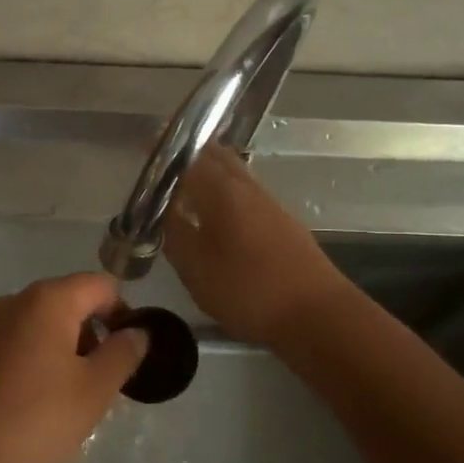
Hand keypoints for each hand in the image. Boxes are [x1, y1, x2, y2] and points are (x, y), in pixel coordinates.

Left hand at [0, 273, 147, 462]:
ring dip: (67, 352)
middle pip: (70, 302)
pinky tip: (39, 405)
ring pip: (43, 326)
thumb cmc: (36, 419)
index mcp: (48, 300)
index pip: (101, 285)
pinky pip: (19, 344)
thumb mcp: (95, 390)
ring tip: (74, 400)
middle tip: (105, 382)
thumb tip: (138, 332)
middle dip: (95, 335)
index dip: (124, 312)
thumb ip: (123, 353)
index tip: (129, 353)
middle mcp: (15, 301)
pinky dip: (39, 362)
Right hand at [163, 143, 348, 345]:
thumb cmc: (247, 290)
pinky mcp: (283, 222)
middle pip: (216, 157)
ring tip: (187, 181)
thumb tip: (162, 208)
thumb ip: (174, 232)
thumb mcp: (195, 267)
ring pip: (235, 173)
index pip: (189, 157)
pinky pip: (247, 192)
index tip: (148, 148)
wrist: (315, 314)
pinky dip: (226, 190)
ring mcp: (269, 203)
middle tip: (166, 160)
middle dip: (191, 153)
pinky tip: (218, 211)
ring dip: (211, 170)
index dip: (167, 152)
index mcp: (221, 190)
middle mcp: (246, 187)